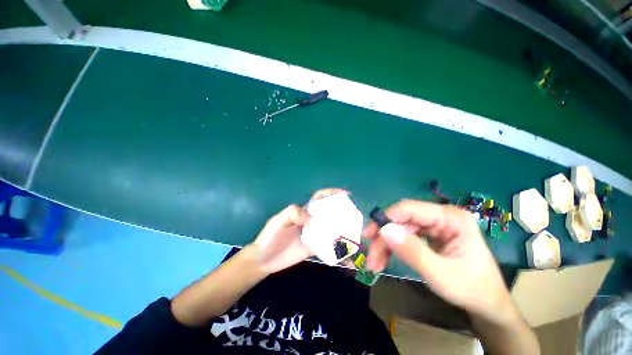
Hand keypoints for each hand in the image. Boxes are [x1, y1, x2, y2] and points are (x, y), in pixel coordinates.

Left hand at [250, 188, 347, 274]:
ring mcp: (314, 234)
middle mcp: (311, 221)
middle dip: (341, 211)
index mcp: (303, 211)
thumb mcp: (278, 221)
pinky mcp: (314, 248)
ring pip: (331, 228)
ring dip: (342, 229)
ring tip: (355, 232)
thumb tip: (312, 219)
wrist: (264, 259)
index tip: (345, 194)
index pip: (319, 198)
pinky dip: (337, 247)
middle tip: (354, 215)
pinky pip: (328, 245)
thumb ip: (293, 214)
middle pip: (329, 212)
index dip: (331, 193)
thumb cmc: (270, 236)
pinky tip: (347, 250)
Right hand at [363, 200, 513, 323]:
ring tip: (375, 263)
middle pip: (402, 220)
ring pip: (400, 228)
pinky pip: (404, 236)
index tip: (369, 234)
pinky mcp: (429, 235)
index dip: (386, 218)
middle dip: (383, 237)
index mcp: (451, 218)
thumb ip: (412, 251)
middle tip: (370, 256)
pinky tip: (384, 259)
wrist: (487, 304)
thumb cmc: (472, 289)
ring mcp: (434, 225)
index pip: (410, 209)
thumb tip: (384, 230)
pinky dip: (392, 248)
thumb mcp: (441, 274)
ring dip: (385, 245)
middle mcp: (441, 216)